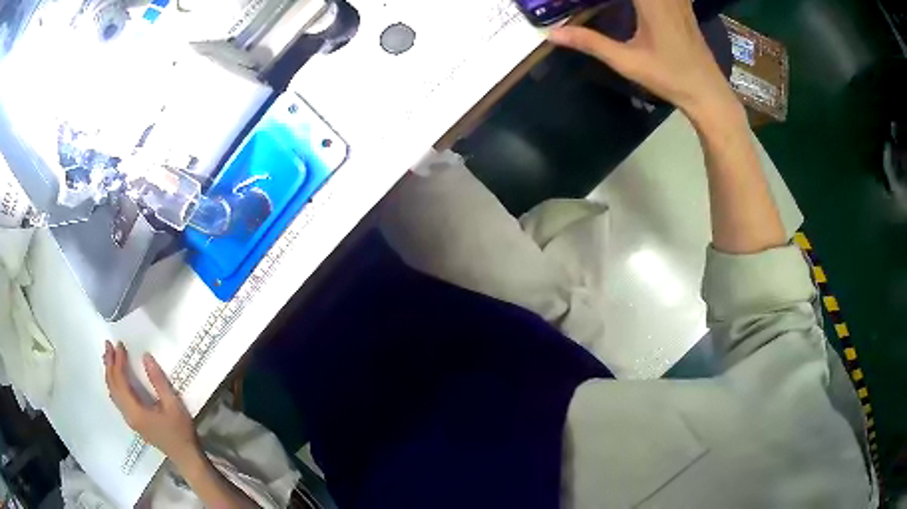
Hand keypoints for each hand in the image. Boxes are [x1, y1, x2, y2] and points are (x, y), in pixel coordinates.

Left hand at [104, 341, 199, 464]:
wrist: (185, 456)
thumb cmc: (180, 431)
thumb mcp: (173, 405)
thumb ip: (158, 381)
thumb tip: (145, 356)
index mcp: (135, 411)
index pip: (120, 381)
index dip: (118, 362)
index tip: (120, 344)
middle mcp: (128, 414)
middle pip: (112, 386)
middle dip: (109, 364)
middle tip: (108, 344)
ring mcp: (130, 419)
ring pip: (113, 393)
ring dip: (109, 373)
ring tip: (108, 356)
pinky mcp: (133, 421)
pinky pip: (117, 399)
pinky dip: (113, 384)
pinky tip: (116, 378)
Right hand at [549, 0, 739, 121]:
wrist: (707, 92)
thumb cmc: (669, 77)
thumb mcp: (627, 61)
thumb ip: (590, 42)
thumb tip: (552, 34)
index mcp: (651, 2)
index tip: (588, 2)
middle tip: (597, 4)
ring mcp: (678, 0)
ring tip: (617, 6)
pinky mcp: (683, 7)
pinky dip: (647, 0)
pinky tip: (638, 8)